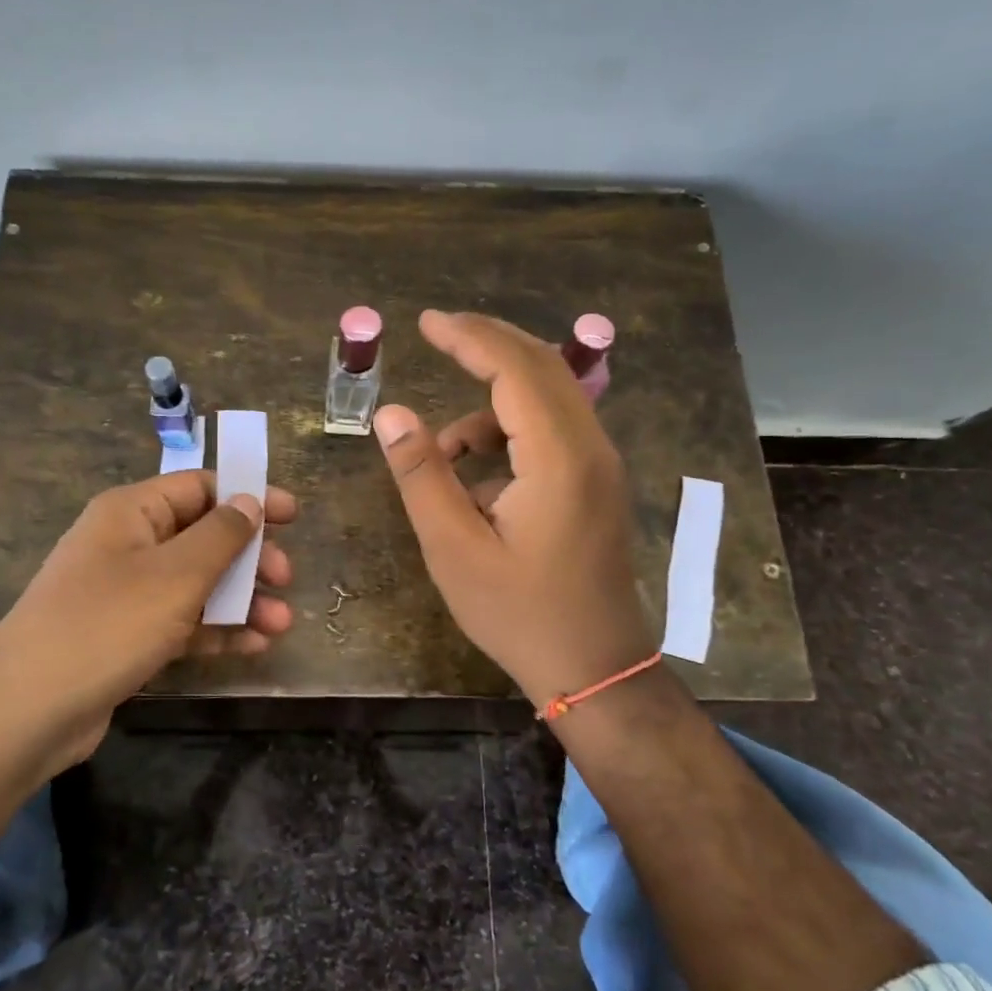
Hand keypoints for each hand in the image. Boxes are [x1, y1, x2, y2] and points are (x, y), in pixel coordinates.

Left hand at [0, 470, 295, 769]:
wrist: (27, 711)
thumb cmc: (107, 625)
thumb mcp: (175, 575)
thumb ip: (220, 535)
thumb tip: (250, 501)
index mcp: (132, 512)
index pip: (199, 487)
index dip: (247, 497)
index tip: (292, 516)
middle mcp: (128, 545)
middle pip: (202, 537)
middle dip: (249, 556)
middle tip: (285, 578)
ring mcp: (126, 594)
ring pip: (196, 584)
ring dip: (240, 599)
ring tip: (281, 623)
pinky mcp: (127, 636)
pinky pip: (182, 622)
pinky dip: (216, 630)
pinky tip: (253, 646)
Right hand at [373, 310, 654, 707]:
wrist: (594, 668)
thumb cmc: (519, 613)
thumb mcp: (453, 547)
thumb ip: (422, 474)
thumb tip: (391, 413)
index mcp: (559, 457)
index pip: (515, 369)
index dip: (469, 337)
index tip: (425, 322)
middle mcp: (590, 447)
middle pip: (541, 367)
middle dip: (486, 345)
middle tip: (437, 334)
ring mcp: (600, 465)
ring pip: (548, 398)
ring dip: (492, 402)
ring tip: (443, 452)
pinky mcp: (597, 483)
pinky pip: (552, 431)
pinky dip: (509, 434)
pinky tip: (477, 480)